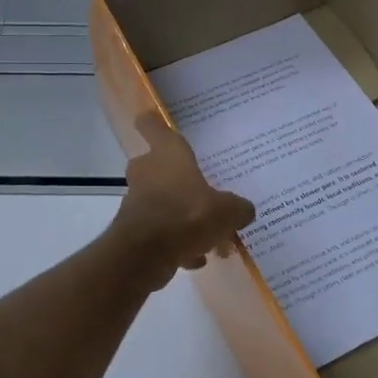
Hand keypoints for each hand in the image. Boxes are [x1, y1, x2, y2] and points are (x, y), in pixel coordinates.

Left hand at [110, 113, 255, 289]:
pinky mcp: (134, 228)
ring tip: (208, 236)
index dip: (153, 122)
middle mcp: (147, 171)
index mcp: (167, 154)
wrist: (145, 254)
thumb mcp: (227, 211)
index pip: (152, 126)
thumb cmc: (187, 215)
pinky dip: (175, 241)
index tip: (154, 119)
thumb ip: (238, 208)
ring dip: (180, 215)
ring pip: (161, 201)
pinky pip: (159, 230)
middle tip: (200, 189)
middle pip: (157, 165)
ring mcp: (137, 200)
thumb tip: (244, 210)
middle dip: (176, 178)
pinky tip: (196, 258)